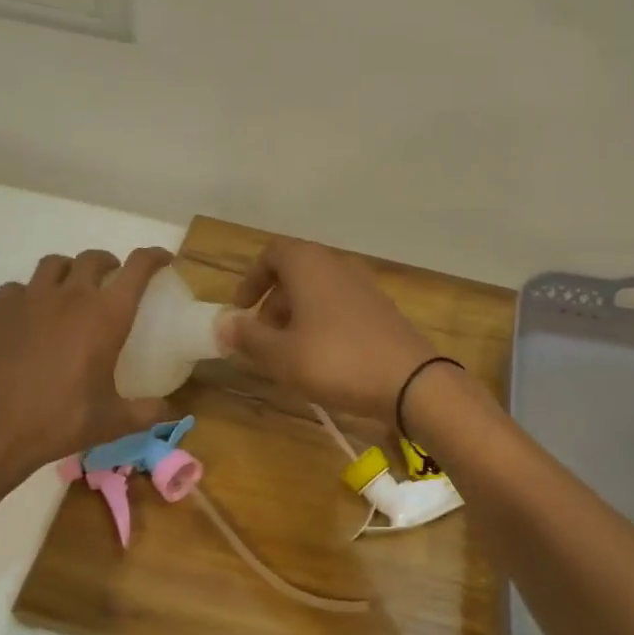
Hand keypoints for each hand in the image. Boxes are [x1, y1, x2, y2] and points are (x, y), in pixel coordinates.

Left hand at [0, 247, 173, 492]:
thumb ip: (148, 412)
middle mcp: (70, 297)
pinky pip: (18, 287)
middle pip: (93, 258)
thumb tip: (172, 411)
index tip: (163, 259)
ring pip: (54, 264)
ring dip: (69, 270)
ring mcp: (30, 300)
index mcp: (106, 316)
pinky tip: (30, 315)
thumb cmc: (59, 420)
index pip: (137, 269)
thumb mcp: (113, 422)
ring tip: (71, 289)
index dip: (153, 257)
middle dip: (109, 263)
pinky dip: (29, 293)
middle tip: (113, 280)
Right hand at [221, 239, 437, 420]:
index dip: (252, 279)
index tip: (241, 311)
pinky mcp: (381, 309)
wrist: (410, 381)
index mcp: (309, 264)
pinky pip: (340, 307)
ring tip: (288, 354)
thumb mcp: (282, 355)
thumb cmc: (336, 360)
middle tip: (261, 338)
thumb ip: (249, 337)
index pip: (272, 253)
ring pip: (319, 292)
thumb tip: (223, 324)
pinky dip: (322, 324)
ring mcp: (364, 286)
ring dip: (297, 316)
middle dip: (273, 303)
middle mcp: (338, 265)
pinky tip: (321, 360)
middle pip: (296, 273)